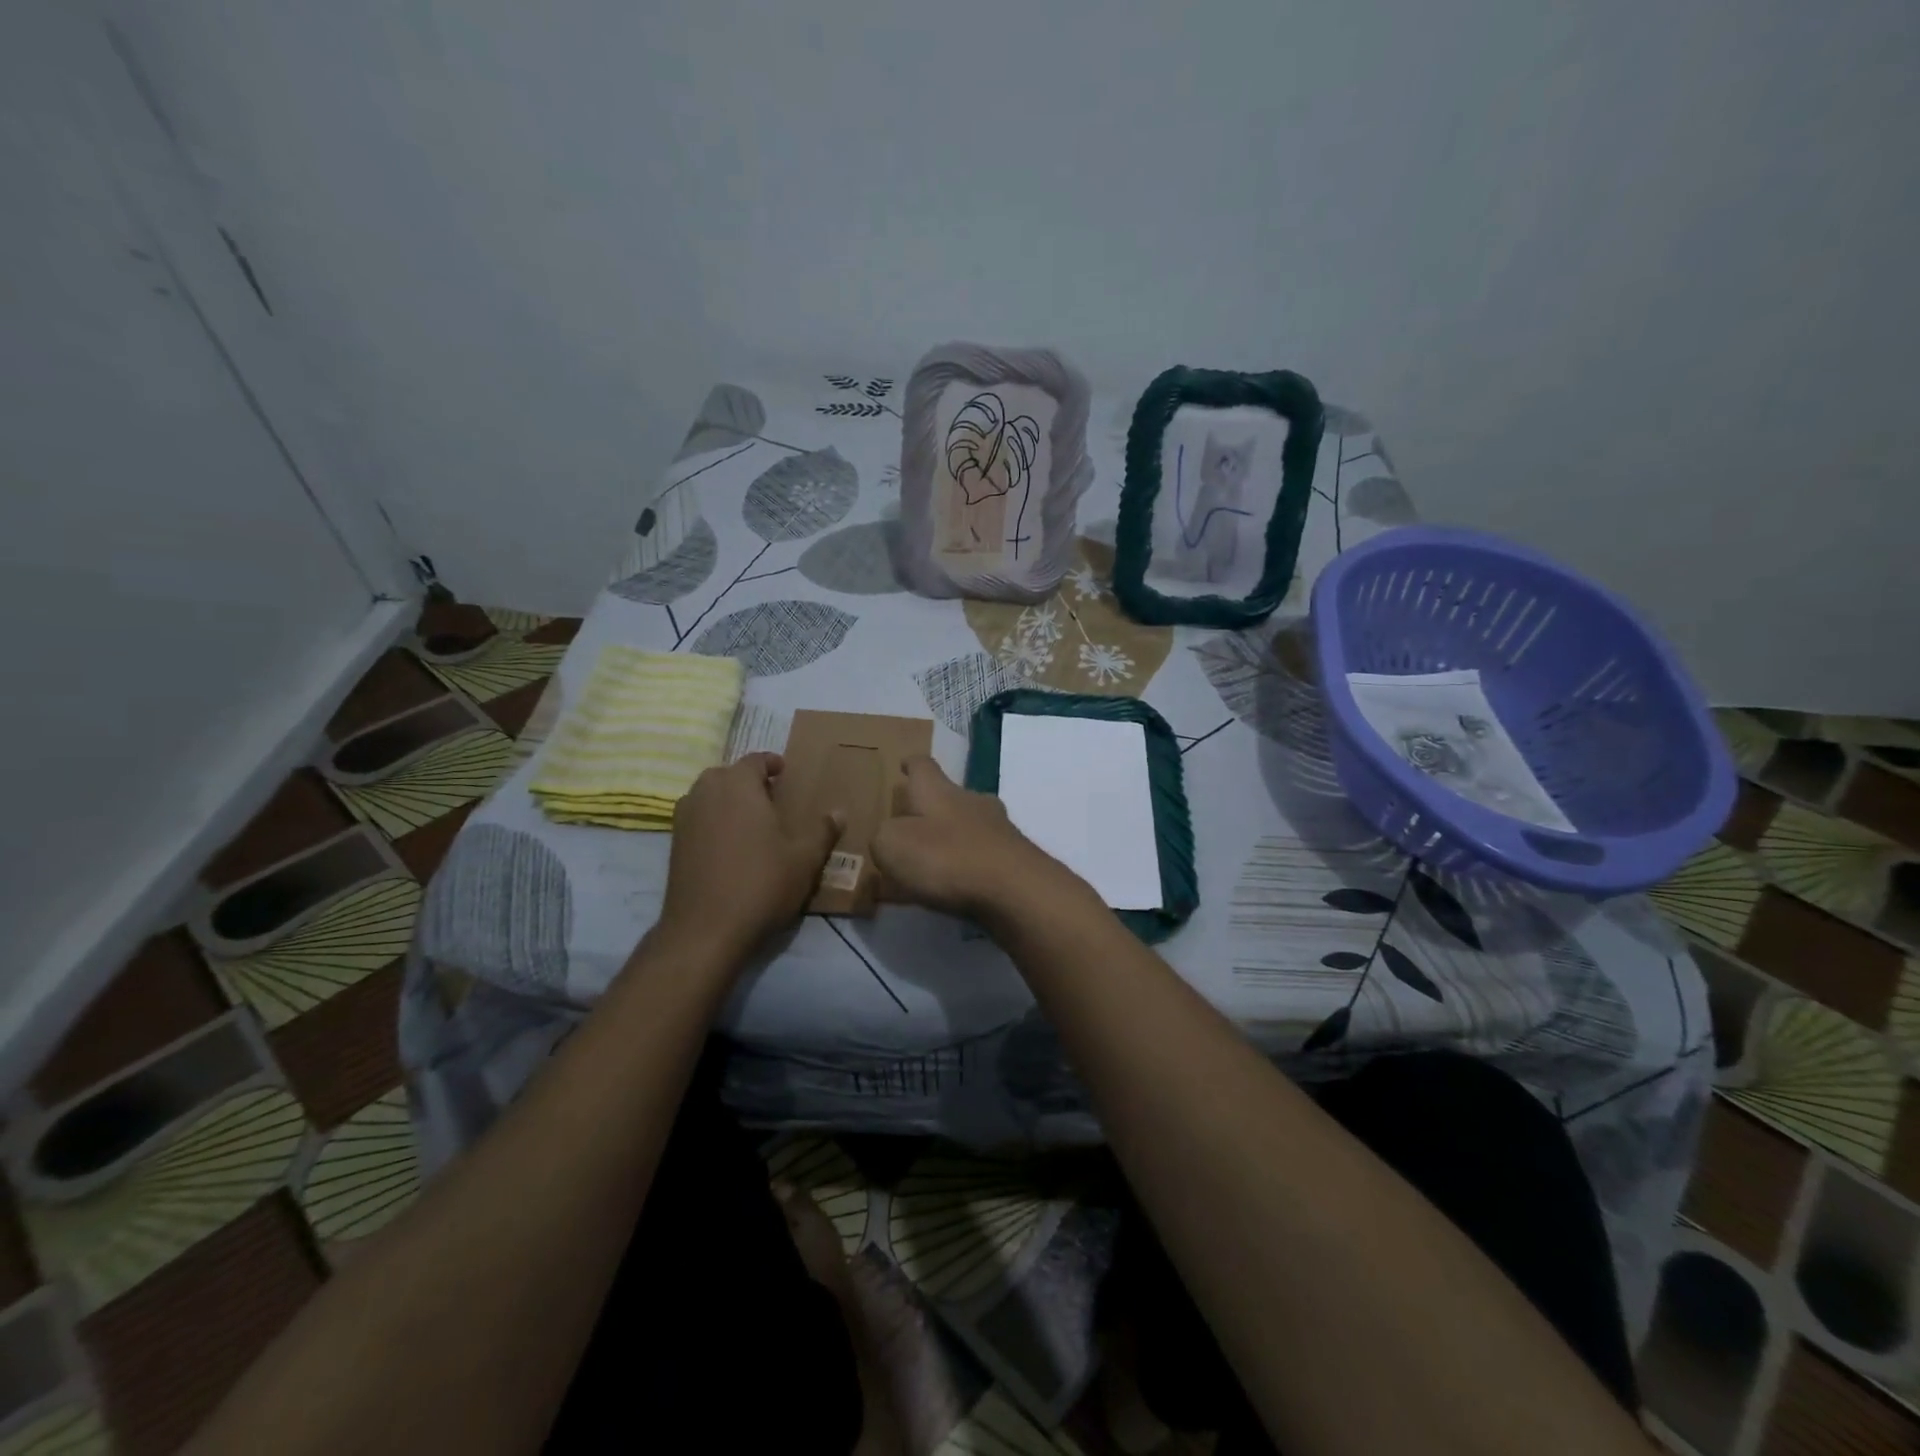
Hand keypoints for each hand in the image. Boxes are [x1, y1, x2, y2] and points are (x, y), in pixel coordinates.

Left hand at [654, 753, 840, 962]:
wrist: (705, 930)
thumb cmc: (761, 884)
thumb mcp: (804, 859)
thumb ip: (823, 831)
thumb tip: (839, 812)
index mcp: (738, 785)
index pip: (755, 760)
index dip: (772, 763)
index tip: (785, 773)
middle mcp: (706, 791)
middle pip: (728, 774)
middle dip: (749, 781)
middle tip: (771, 799)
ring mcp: (684, 817)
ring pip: (709, 795)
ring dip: (728, 800)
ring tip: (751, 822)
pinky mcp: (673, 843)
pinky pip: (698, 818)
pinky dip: (713, 821)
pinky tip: (730, 846)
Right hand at [871, 756, 1069, 919]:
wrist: (1015, 890)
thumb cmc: (946, 859)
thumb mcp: (892, 846)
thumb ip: (883, 837)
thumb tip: (890, 836)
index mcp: (938, 790)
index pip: (923, 766)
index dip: (911, 764)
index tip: (905, 763)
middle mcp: (971, 801)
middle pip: (950, 795)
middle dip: (933, 807)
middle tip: (914, 823)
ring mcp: (999, 828)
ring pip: (970, 825)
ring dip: (954, 837)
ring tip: (934, 860)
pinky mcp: (1016, 858)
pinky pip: (985, 855)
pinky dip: (970, 864)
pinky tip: (959, 884)